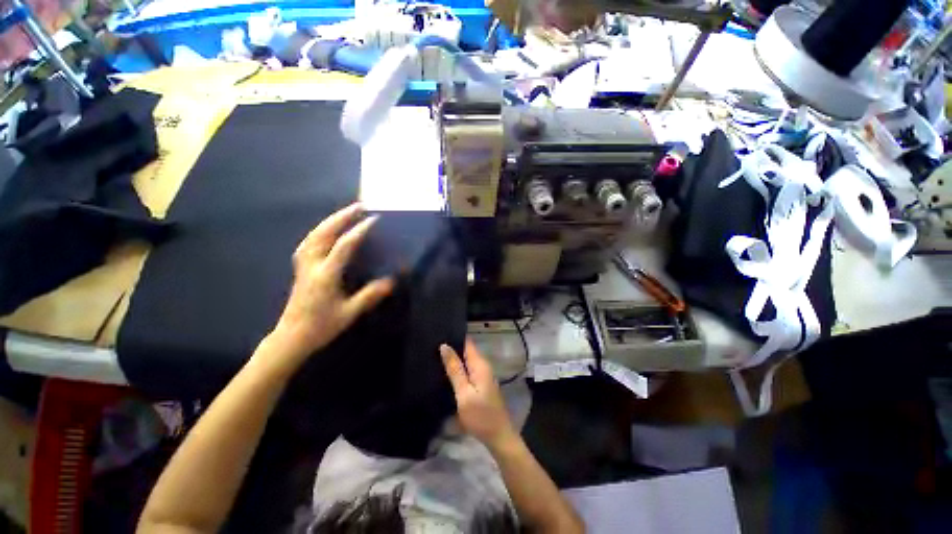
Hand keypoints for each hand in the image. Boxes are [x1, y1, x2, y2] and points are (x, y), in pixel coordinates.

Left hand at [266, 203, 393, 370]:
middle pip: (324, 233)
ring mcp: (303, 265)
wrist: (292, 337)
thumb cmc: (321, 326)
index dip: (359, 231)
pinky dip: (319, 232)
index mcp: (326, 275)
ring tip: (345, 213)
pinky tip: (326, 231)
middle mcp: (312, 265)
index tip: (373, 220)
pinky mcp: (301, 269)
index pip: (344, 246)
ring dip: (330, 221)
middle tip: (358, 206)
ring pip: (313, 235)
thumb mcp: (349, 313)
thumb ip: (369, 296)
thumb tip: (391, 281)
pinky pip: (309, 242)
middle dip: (341, 217)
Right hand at [440, 339, 517, 450]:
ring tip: (434, 357)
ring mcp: (483, 375)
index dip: (454, 337)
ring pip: (467, 361)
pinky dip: (458, 370)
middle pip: (466, 350)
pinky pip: (468, 371)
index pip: (467, 342)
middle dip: (452, 348)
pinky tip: (446, 373)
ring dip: (454, 360)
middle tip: (431, 347)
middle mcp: (483, 366)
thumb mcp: (463, 393)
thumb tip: (444, 346)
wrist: (498, 437)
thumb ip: (454, 369)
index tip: (438, 334)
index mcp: (480, 364)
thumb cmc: (480, 415)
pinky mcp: (481, 384)